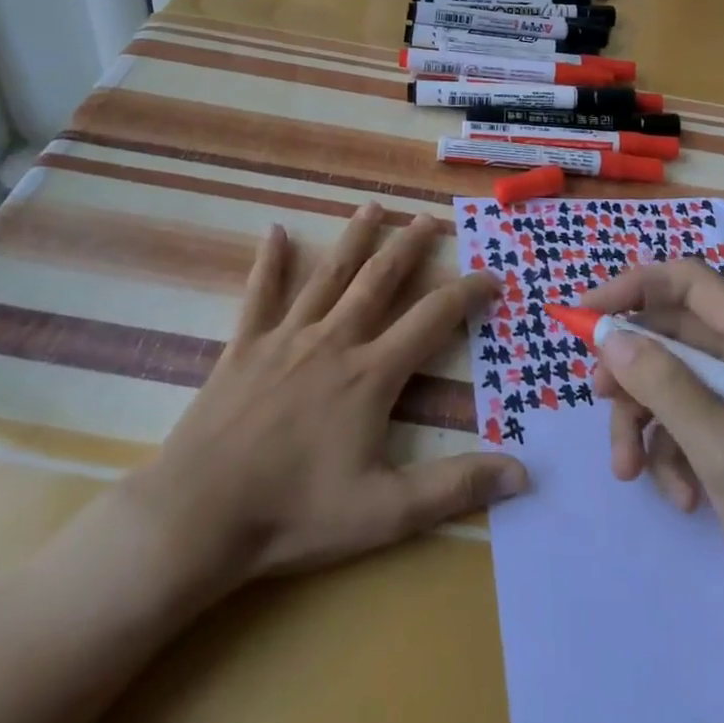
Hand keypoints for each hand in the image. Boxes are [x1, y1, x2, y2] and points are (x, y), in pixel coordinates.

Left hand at [124, 203, 528, 596]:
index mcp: (371, 374)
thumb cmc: (295, 514)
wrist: (199, 515)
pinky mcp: (244, 347)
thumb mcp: (386, 512)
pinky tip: (274, 232)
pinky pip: (259, 294)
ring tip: (372, 207)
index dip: (467, 293)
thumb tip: (523, 475)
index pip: (433, 319)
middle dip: (409, 247)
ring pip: (328, 276)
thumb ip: (455, 487)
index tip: (492, 275)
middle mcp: (334, 341)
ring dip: (354, 239)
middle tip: (429, 218)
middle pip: (380, 280)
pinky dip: (270, 261)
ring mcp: (286, 338)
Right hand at [586, 259, 723, 626]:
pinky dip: (665, 454)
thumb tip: (608, 336)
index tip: (587, 314)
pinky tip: (679, 495)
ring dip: (639, 422)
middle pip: (666, 334)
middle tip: (600, 397)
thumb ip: (664, 384)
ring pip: (663, 381)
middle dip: (629, 369)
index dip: (634, 286)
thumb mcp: (723, 446)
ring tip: (629, 469)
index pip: (686, 282)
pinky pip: (677, 422)